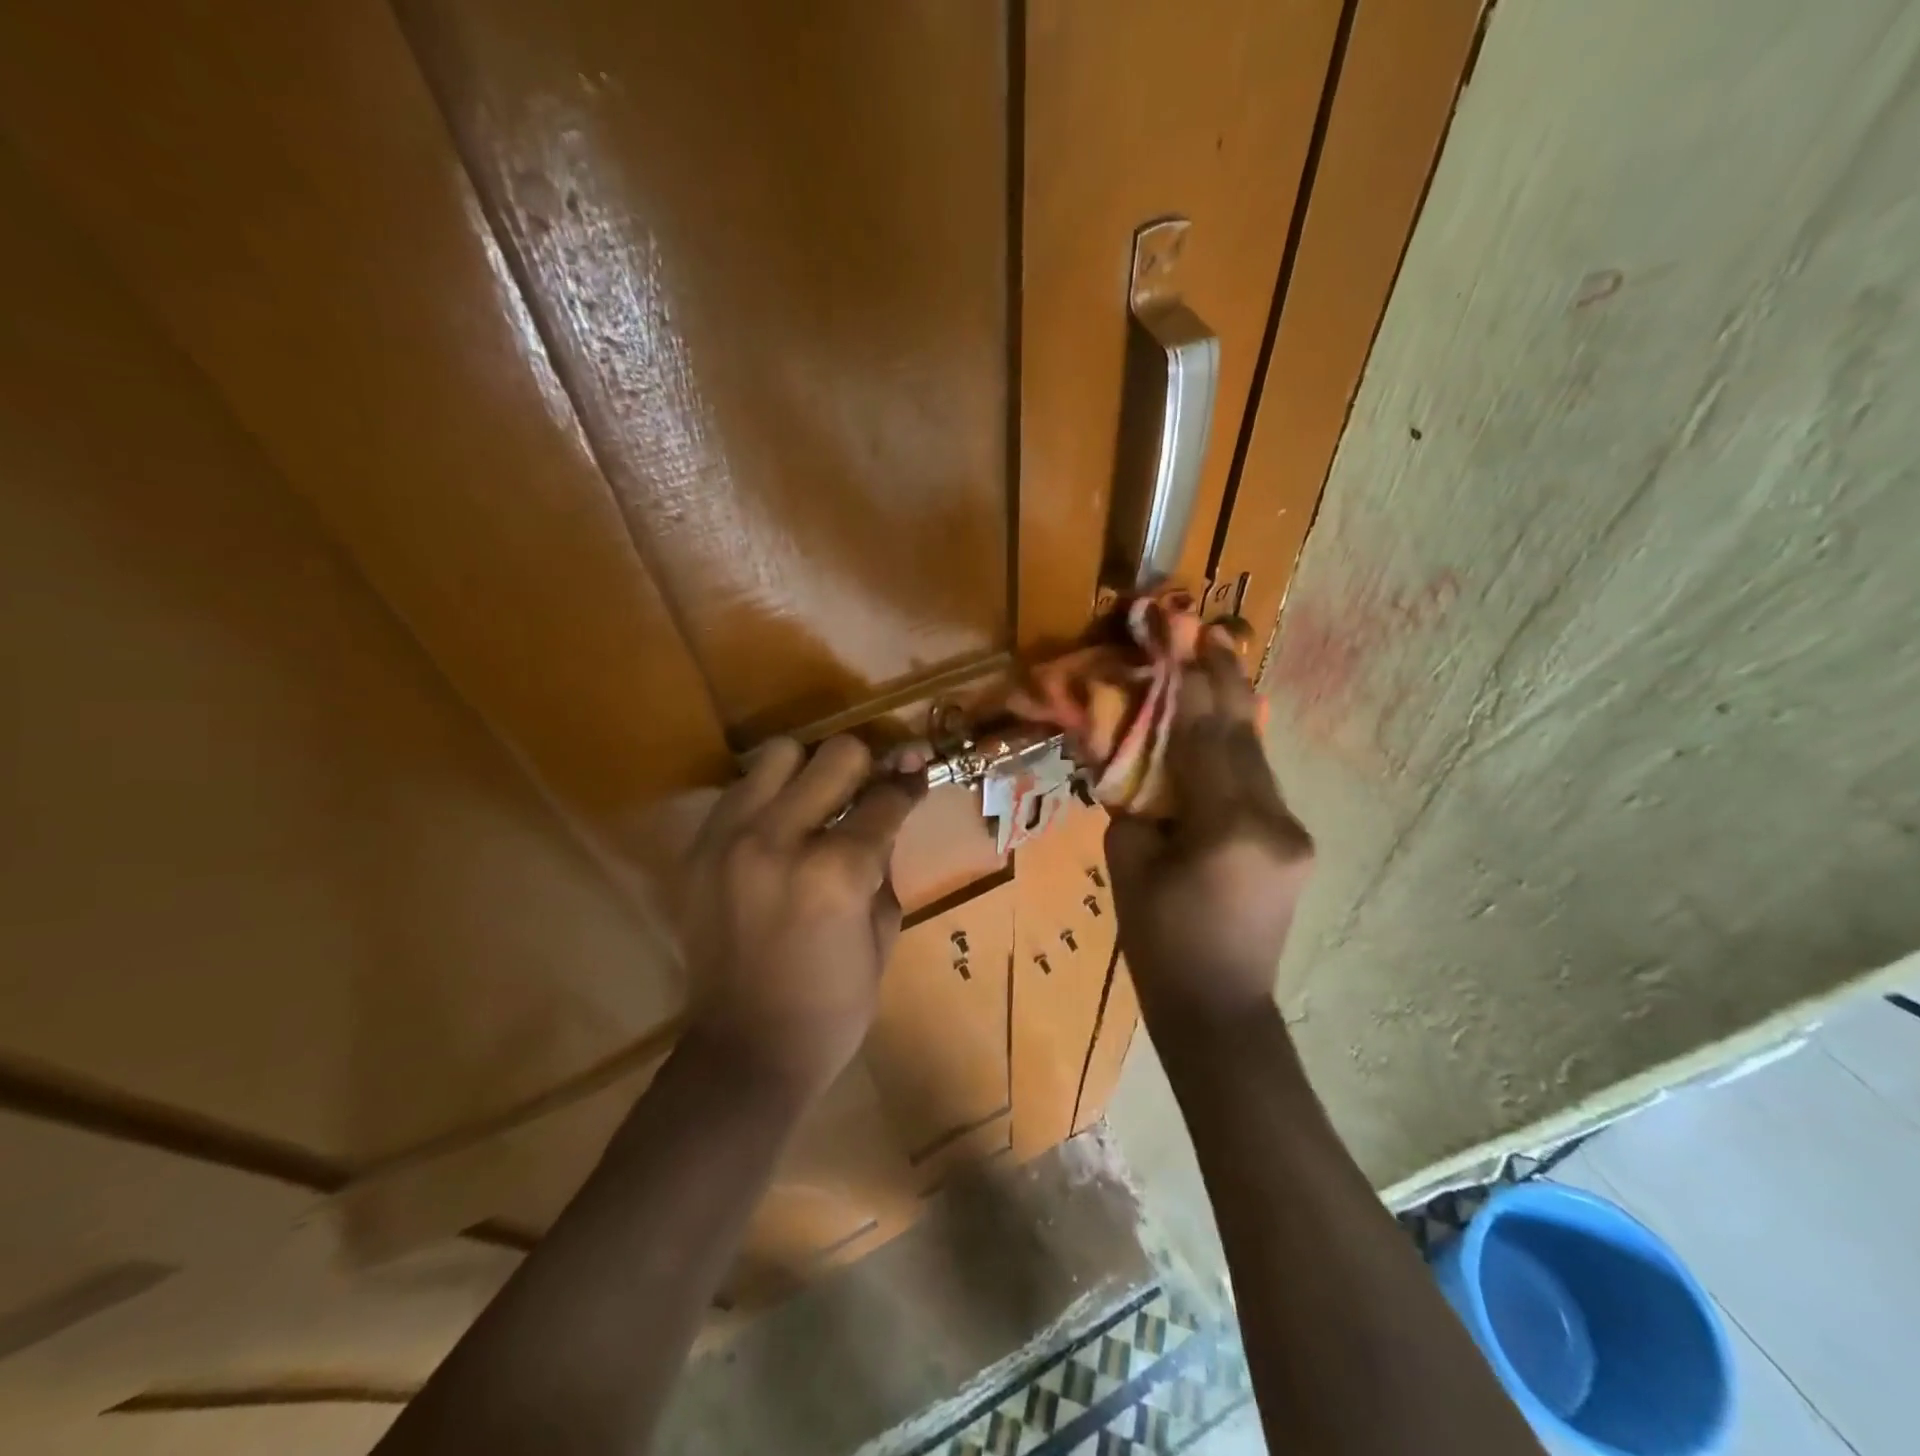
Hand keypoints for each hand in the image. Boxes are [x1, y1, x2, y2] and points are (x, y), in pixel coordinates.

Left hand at [679, 735, 924, 1097]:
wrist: (744, 1052)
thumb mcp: (883, 933)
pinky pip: (739, 791)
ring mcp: (731, 840)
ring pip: (779, 755)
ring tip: (816, 801)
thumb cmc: (832, 1006)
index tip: (917, 772)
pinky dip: (767, 797)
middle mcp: (780, 839)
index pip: (885, 798)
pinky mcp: (698, 851)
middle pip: (836, 754)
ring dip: (808, 771)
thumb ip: (884, 862)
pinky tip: (779, 828)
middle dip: (865, 766)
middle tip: (869, 787)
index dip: (910, 783)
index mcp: (837, 871)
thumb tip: (887, 812)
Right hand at [1104, 638, 1313, 1025]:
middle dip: (1225, 680)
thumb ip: (1131, 800)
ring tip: (1219, 663)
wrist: (1220, 1009)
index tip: (1181, 637)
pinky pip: (1259, 784)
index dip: (1189, 685)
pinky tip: (1223, 728)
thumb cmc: (1159, 943)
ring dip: (1234, 711)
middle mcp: (1273, 822)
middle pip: (1243, 737)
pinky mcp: (1295, 844)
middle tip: (1213, 631)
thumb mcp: (1128, 865)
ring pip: (1257, 757)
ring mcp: (1293, 833)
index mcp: (1227, 828)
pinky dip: (1236, 751)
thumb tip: (1128, 753)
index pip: (1204, 738)